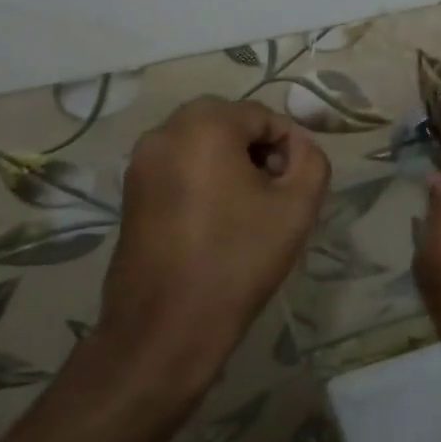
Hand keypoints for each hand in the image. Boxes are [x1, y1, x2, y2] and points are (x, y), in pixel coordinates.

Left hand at [94, 98, 330, 381]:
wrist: (167, 326)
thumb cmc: (237, 260)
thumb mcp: (297, 207)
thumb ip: (311, 160)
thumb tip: (298, 146)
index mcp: (204, 126)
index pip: (262, 116)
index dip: (289, 147)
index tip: (295, 187)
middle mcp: (164, 132)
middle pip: (227, 123)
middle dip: (257, 151)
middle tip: (274, 195)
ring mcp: (139, 163)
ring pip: (200, 144)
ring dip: (229, 164)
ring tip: (247, 210)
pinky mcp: (129, 192)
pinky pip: (177, 167)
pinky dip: (202, 179)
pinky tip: (216, 221)